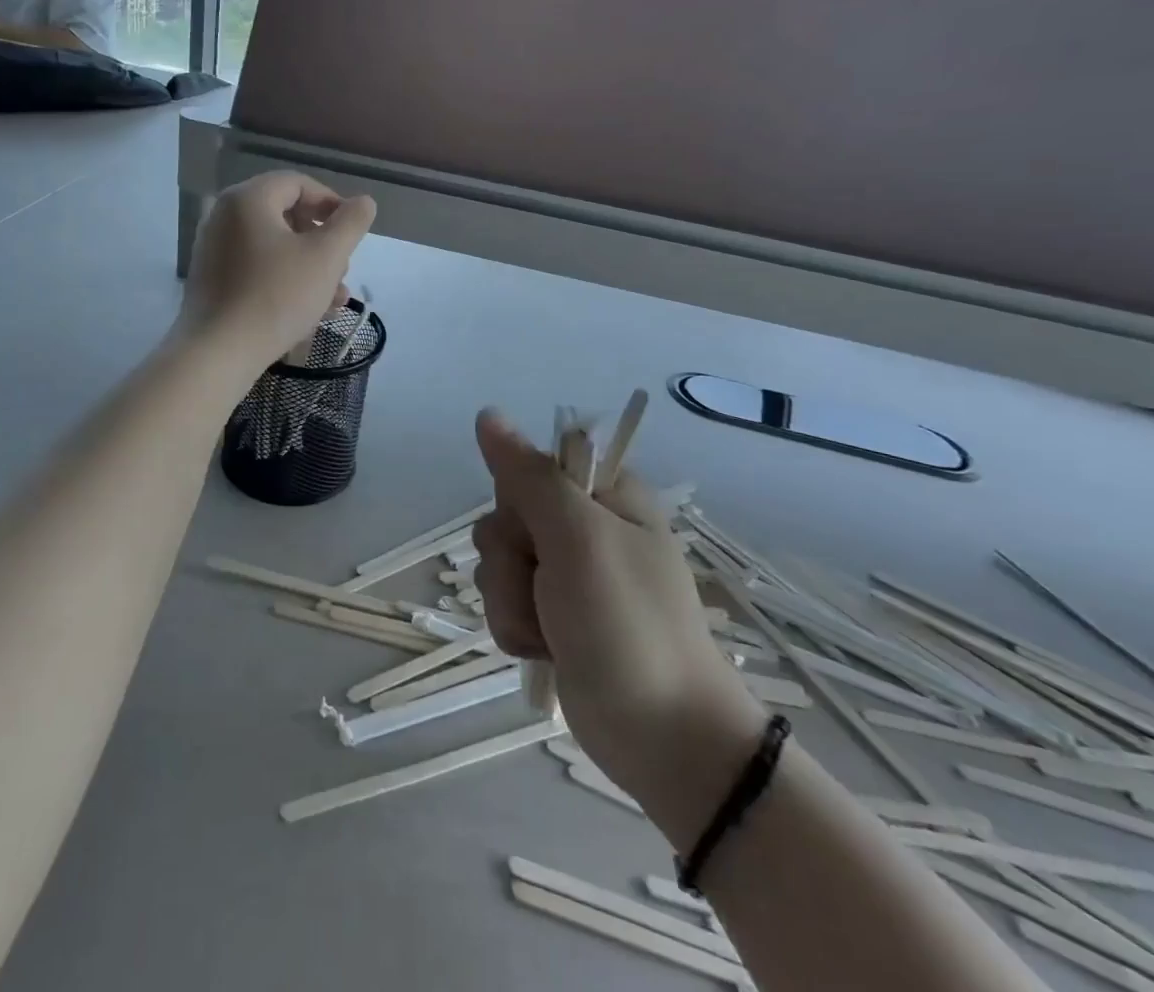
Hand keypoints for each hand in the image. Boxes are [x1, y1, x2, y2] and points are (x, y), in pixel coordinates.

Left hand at [180, 173, 375, 369]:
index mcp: (247, 199)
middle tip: (342, 270)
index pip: (297, 184)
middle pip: (285, 215)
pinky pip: (256, 268)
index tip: (352, 232)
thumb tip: (364, 202)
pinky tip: (308, 311)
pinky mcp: (211, 280)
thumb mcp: (326, 257)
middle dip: (322, 241)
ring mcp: (214, 249)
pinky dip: (284, 279)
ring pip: (274, 247)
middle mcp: (224, 216)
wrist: (218, 353)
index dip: (331, 203)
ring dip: (309, 267)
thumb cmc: (276, 296)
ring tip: (335, 299)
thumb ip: (350, 224)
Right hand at [472, 413, 763, 818]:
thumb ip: (529, 476)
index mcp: (603, 494)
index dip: (520, 499)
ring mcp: (567, 574)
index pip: (529, 466)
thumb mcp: (578, 538)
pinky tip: (545, 648)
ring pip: (497, 562)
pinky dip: (516, 628)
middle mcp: (583, 526)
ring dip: (512, 599)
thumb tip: (487, 414)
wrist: (665, 740)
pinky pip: (504, 602)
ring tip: (551, 629)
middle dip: (512, 558)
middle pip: (505, 516)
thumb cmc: (628, 626)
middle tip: (550, 585)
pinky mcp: (552, 616)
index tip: (540, 529)